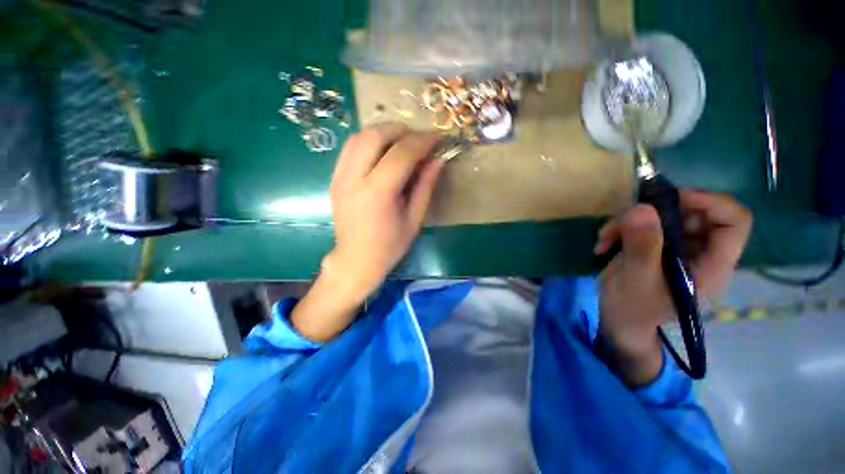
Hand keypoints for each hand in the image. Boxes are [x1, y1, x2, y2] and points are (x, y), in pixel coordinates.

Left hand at [290, 123, 444, 340]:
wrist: (356, 260)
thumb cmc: (389, 246)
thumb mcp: (414, 219)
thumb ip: (425, 186)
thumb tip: (437, 160)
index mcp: (377, 193)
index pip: (401, 154)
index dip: (423, 142)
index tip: (438, 139)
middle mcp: (354, 179)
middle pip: (375, 135)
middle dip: (401, 130)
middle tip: (419, 139)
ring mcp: (339, 176)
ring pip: (359, 136)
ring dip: (384, 132)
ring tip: (403, 142)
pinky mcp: (334, 178)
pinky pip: (350, 148)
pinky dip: (369, 141)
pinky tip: (383, 151)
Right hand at [593, 190, 751, 383]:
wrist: (618, 320)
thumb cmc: (633, 310)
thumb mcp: (636, 280)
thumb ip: (642, 247)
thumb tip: (642, 209)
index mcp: (711, 265)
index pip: (734, 222)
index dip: (711, 203)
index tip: (673, 200)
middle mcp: (699, 251)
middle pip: (694, 211)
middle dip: (655, 211)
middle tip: (626, 219)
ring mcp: (674, 246)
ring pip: (661, 214)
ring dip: (627, 220)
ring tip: (605, 237)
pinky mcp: (653, 244)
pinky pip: (639, 223)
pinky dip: (618, 228)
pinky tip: (603, 243)